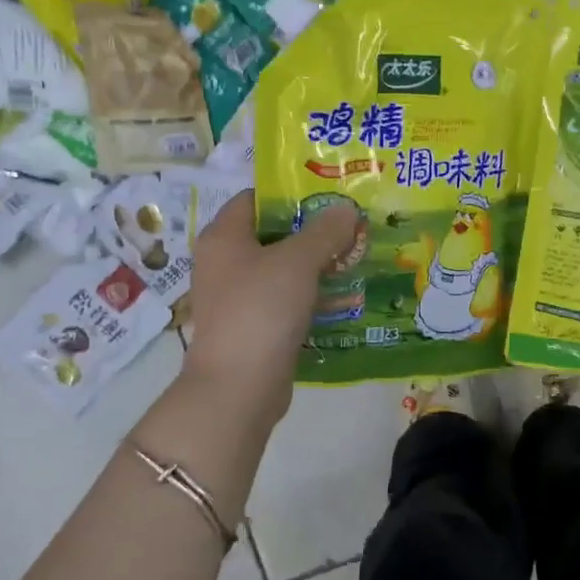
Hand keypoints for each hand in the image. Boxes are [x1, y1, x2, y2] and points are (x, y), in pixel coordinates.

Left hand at [182, 191, 358, 429]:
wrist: (239, 386)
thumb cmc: (261, 309)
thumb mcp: (298, 261)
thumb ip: (325, 231)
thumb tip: (346, 209)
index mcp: (224, 237)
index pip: (255, 199)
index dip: (290, 193)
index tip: (329, 195)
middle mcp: (224, 263)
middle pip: (272, 234)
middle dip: (312, 231)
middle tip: (351, 226)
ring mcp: (237, 297)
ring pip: (281, 270)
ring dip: (316, 265)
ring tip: (356, 258)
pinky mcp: (253, 327)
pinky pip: (285, 301)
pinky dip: (311, 297)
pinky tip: (344, 298)